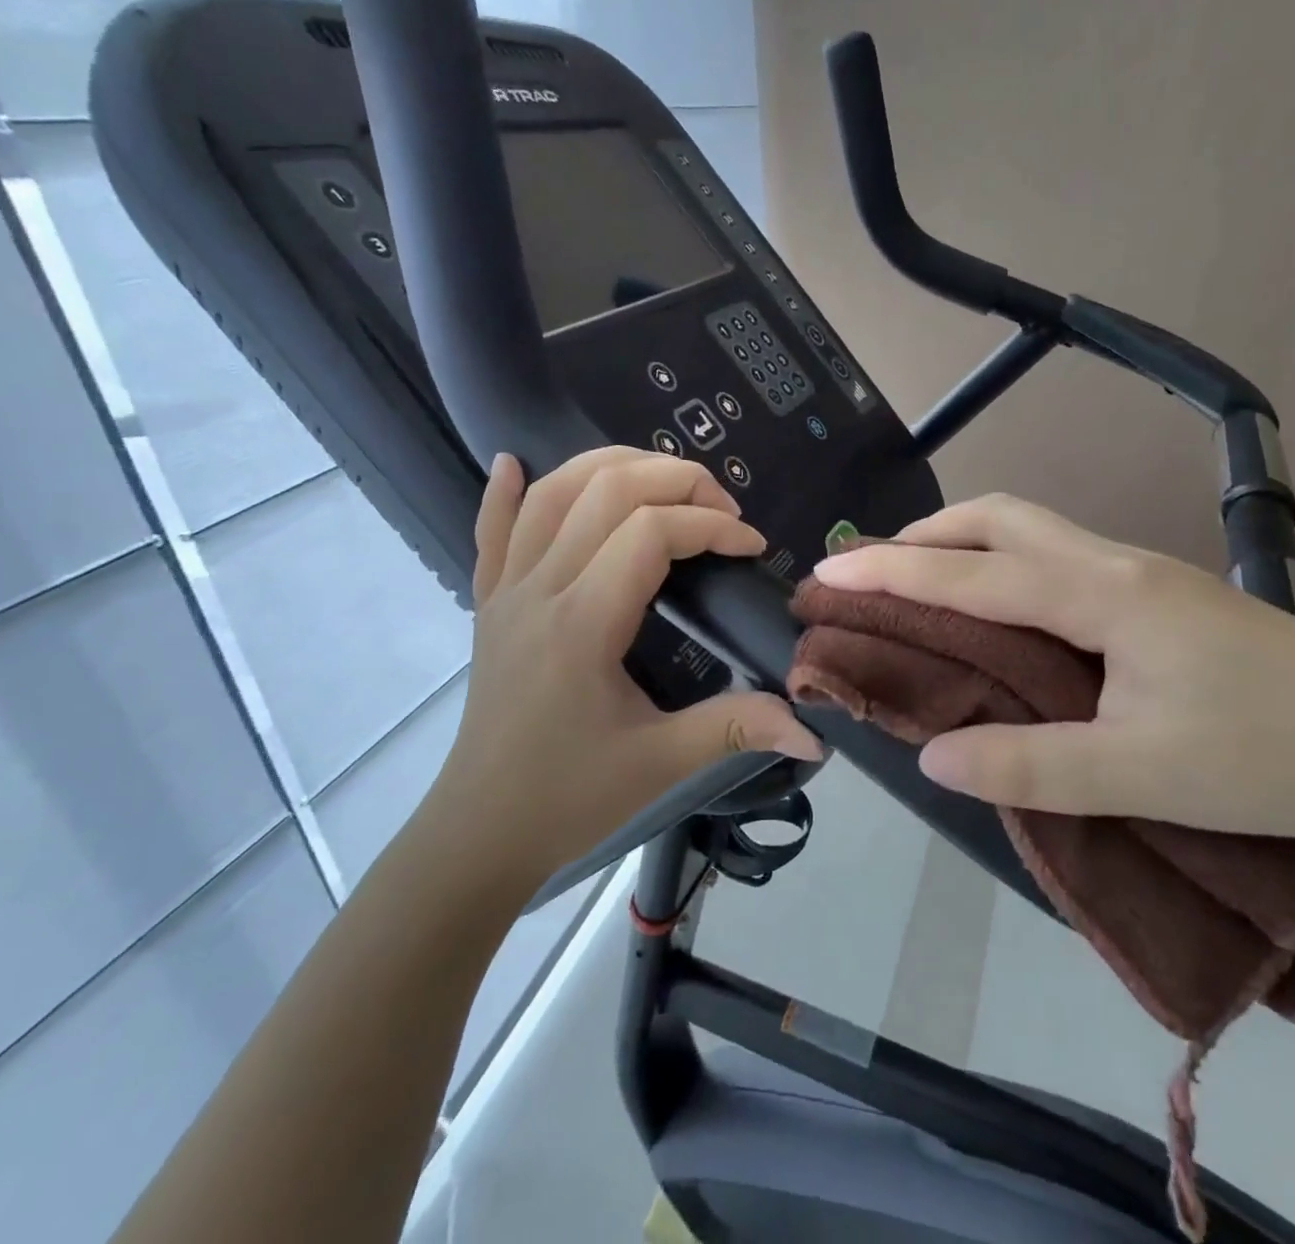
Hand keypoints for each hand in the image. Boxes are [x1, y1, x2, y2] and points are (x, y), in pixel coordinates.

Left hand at [418, 448, 821, 899]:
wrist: (480, 832)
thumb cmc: (570, 797)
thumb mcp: (661, 764)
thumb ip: (738, 728)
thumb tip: (814, 728)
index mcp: (583, 623)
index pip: (652, 534)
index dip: (712, 526)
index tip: (752, 548)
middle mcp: (539, 589)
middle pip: (605, 491)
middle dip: (675, 481)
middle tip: (721, 509)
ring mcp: (506, 591)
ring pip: (551, 494)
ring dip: (609, 466)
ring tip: (662, 476)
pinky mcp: (488, 603)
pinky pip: (488, 531)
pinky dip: (503, 490)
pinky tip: (513, 461)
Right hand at [812, 493, 1294, 853]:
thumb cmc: (1270, 758)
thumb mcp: (1141, 776)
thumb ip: (1030, 765)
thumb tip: (932, 755)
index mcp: (1101, 596)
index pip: (971, 572)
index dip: (891, 570)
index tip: (828, 571)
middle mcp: (1115, 564)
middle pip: (1001, 517)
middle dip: (926, 532)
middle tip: (874, 568)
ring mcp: (1143, 573)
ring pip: (1033, 529)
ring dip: (967, 541)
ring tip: (925, 579)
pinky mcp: (1162, 596)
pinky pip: (1058, 557)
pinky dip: (1006, 563)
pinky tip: (1005, 606)